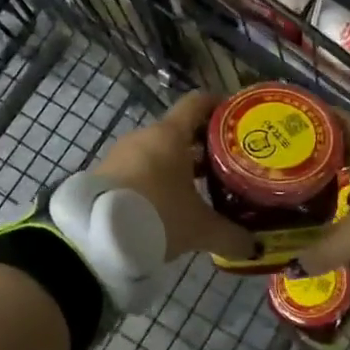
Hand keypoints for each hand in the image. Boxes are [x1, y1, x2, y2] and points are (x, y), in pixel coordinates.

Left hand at [95, 91, 255, 261]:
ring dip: (179, 165)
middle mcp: (145, 136)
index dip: (219, 106)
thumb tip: (254, 247)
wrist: (95, 238)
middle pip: (180, 130)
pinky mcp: (105, 174)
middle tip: (228, 164)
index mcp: (170, 134)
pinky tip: (168, 203)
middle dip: (204, 146)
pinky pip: (139, 168)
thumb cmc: (157, 217)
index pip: (198, 103)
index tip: (237, 119)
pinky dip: (156, 179)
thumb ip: (230, 235)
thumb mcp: (200, 229)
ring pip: (158, 151)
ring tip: (201, 188)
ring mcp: (121, 154)